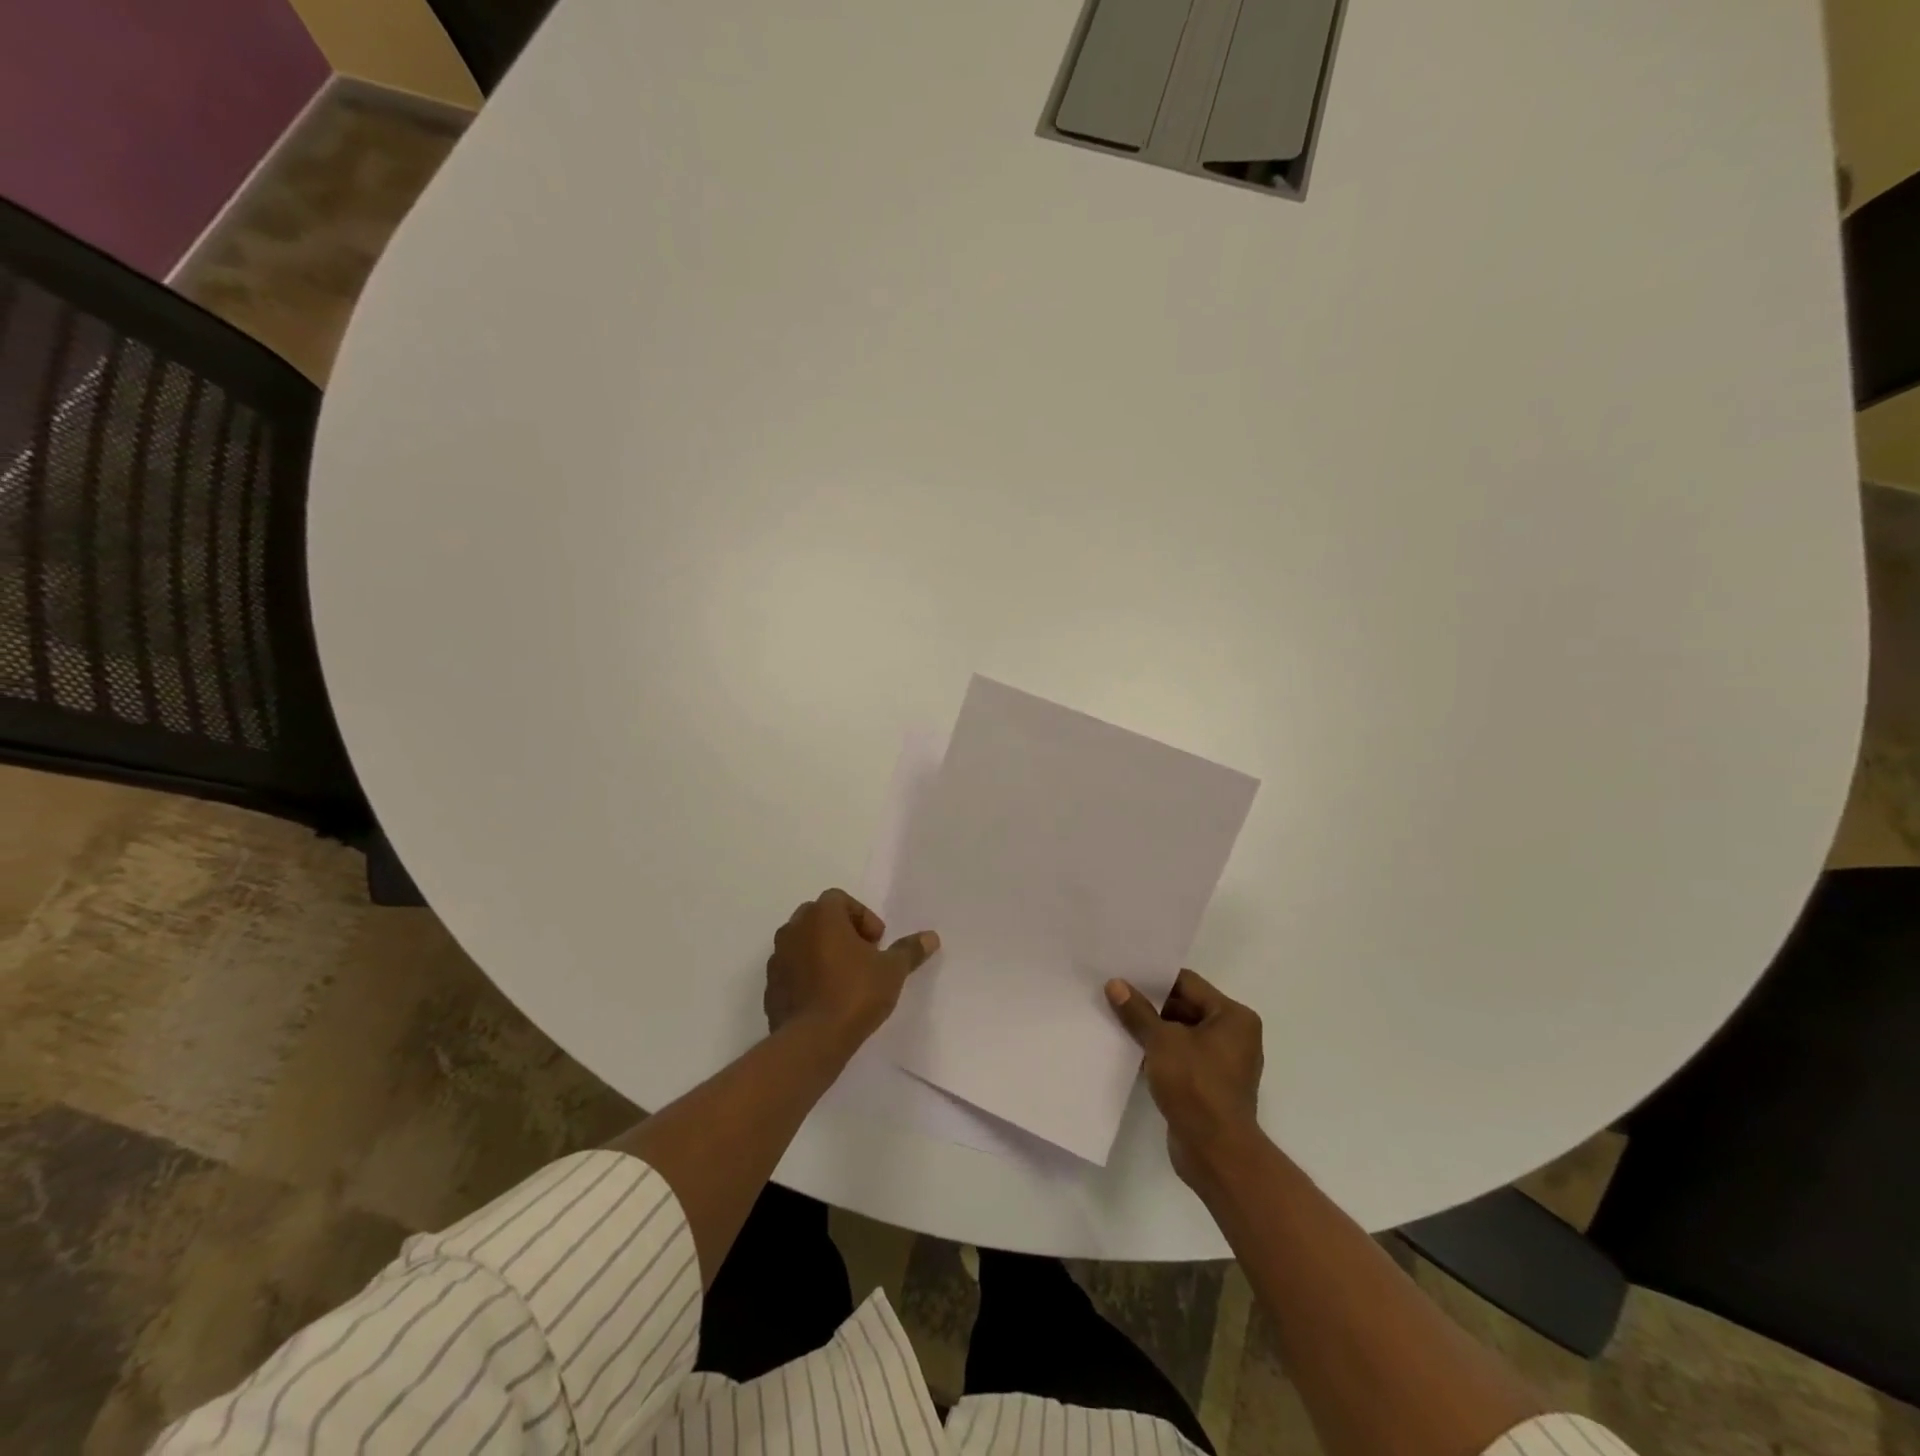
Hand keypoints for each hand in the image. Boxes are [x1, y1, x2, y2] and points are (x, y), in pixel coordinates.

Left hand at [765, 889, 939, 1044]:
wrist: (811, 1041)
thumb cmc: (854, 994)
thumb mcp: (892, 971)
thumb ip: (909, 950)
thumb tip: (931, 937)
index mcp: (822, 916)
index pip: (840, 899)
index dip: (862, 916)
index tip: (877, 943)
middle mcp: (794, 929)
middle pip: (819, 917)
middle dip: (841, 931)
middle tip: (862, 956)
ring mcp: (778, 958)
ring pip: (802, 943)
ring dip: (821, 952)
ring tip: (844, 979)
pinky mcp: (770, 986)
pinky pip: (791, 970)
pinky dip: (806, 975)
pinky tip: (825, 999)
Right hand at [1107, 969, 1264, 1190]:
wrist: (1215, 1152)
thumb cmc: (1196, 1085)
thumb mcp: (1161, 1041)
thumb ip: (1138, 1011)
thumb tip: (1115, 984)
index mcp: (1233, 1016)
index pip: (1188, 983)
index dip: (1154, 979)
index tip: (1124, 975)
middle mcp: (1234, 1035)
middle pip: (1185, 1007)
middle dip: (1151, 1005)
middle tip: (1115, 996)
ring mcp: (1224, 1063)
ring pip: (1181, 1034)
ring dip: (1153, 1031)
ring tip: (1116, 1020)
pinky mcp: (1210, 1086)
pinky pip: (1182, 1057)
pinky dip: (1160, 1054)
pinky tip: (1131, 1051)